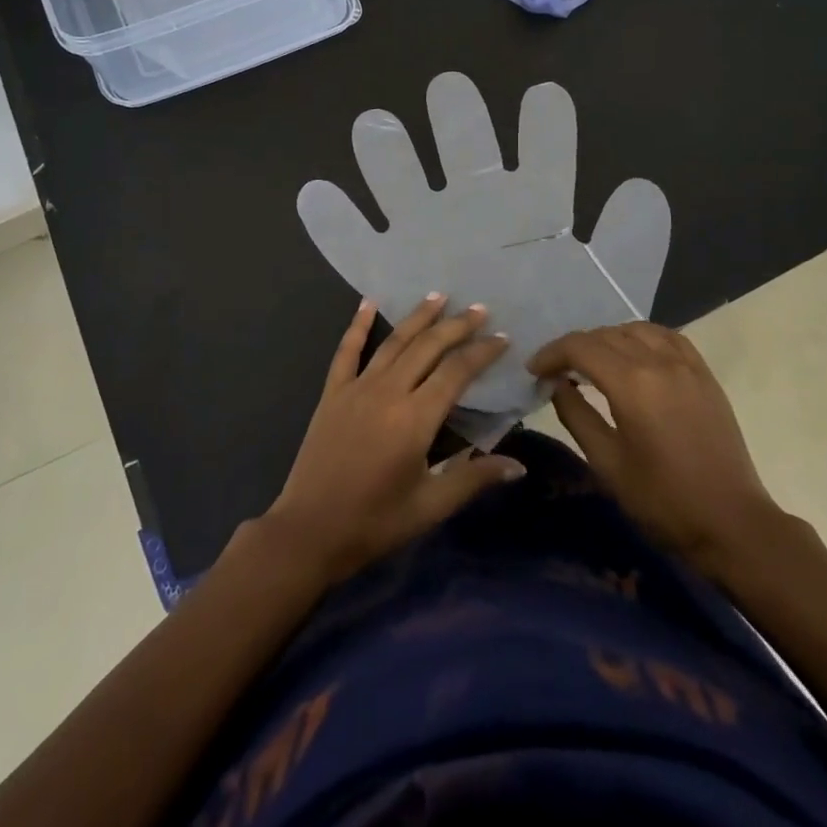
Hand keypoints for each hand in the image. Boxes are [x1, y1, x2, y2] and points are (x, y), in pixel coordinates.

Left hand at [259, 295, 525, 584]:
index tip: (502, 337)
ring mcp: (357, 387)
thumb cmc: (374, 523)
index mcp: (415, 418)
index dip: (481, 352)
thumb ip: (473, 479)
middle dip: (456, 325)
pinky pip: (347, 350)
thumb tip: (517, 466)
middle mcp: (388, 391)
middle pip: (428, 347)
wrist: (309, 531)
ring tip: (439, 295)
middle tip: (479, 308)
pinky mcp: (333, 392)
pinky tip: (368, 302)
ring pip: (394, 341)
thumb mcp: (430, 506)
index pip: (457, 372)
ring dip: (418, 316)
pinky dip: (358, 324)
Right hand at [529, 323, 783, 568]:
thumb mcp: (607, 463)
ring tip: (594, 363)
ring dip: (607, 339)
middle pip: (605, 335)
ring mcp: (686, 364)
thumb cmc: (663, 501)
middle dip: (575, 347)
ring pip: (635, 329)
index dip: (551, 354)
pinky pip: (667, 336)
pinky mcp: (704, 374)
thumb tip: (557, 385)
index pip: (580, 347)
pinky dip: (642, 337)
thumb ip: (576, 415)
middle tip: (558, 371)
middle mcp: (659, 361)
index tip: (534, 370)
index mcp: (632, 383)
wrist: (732, 524)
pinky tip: (634, 354)